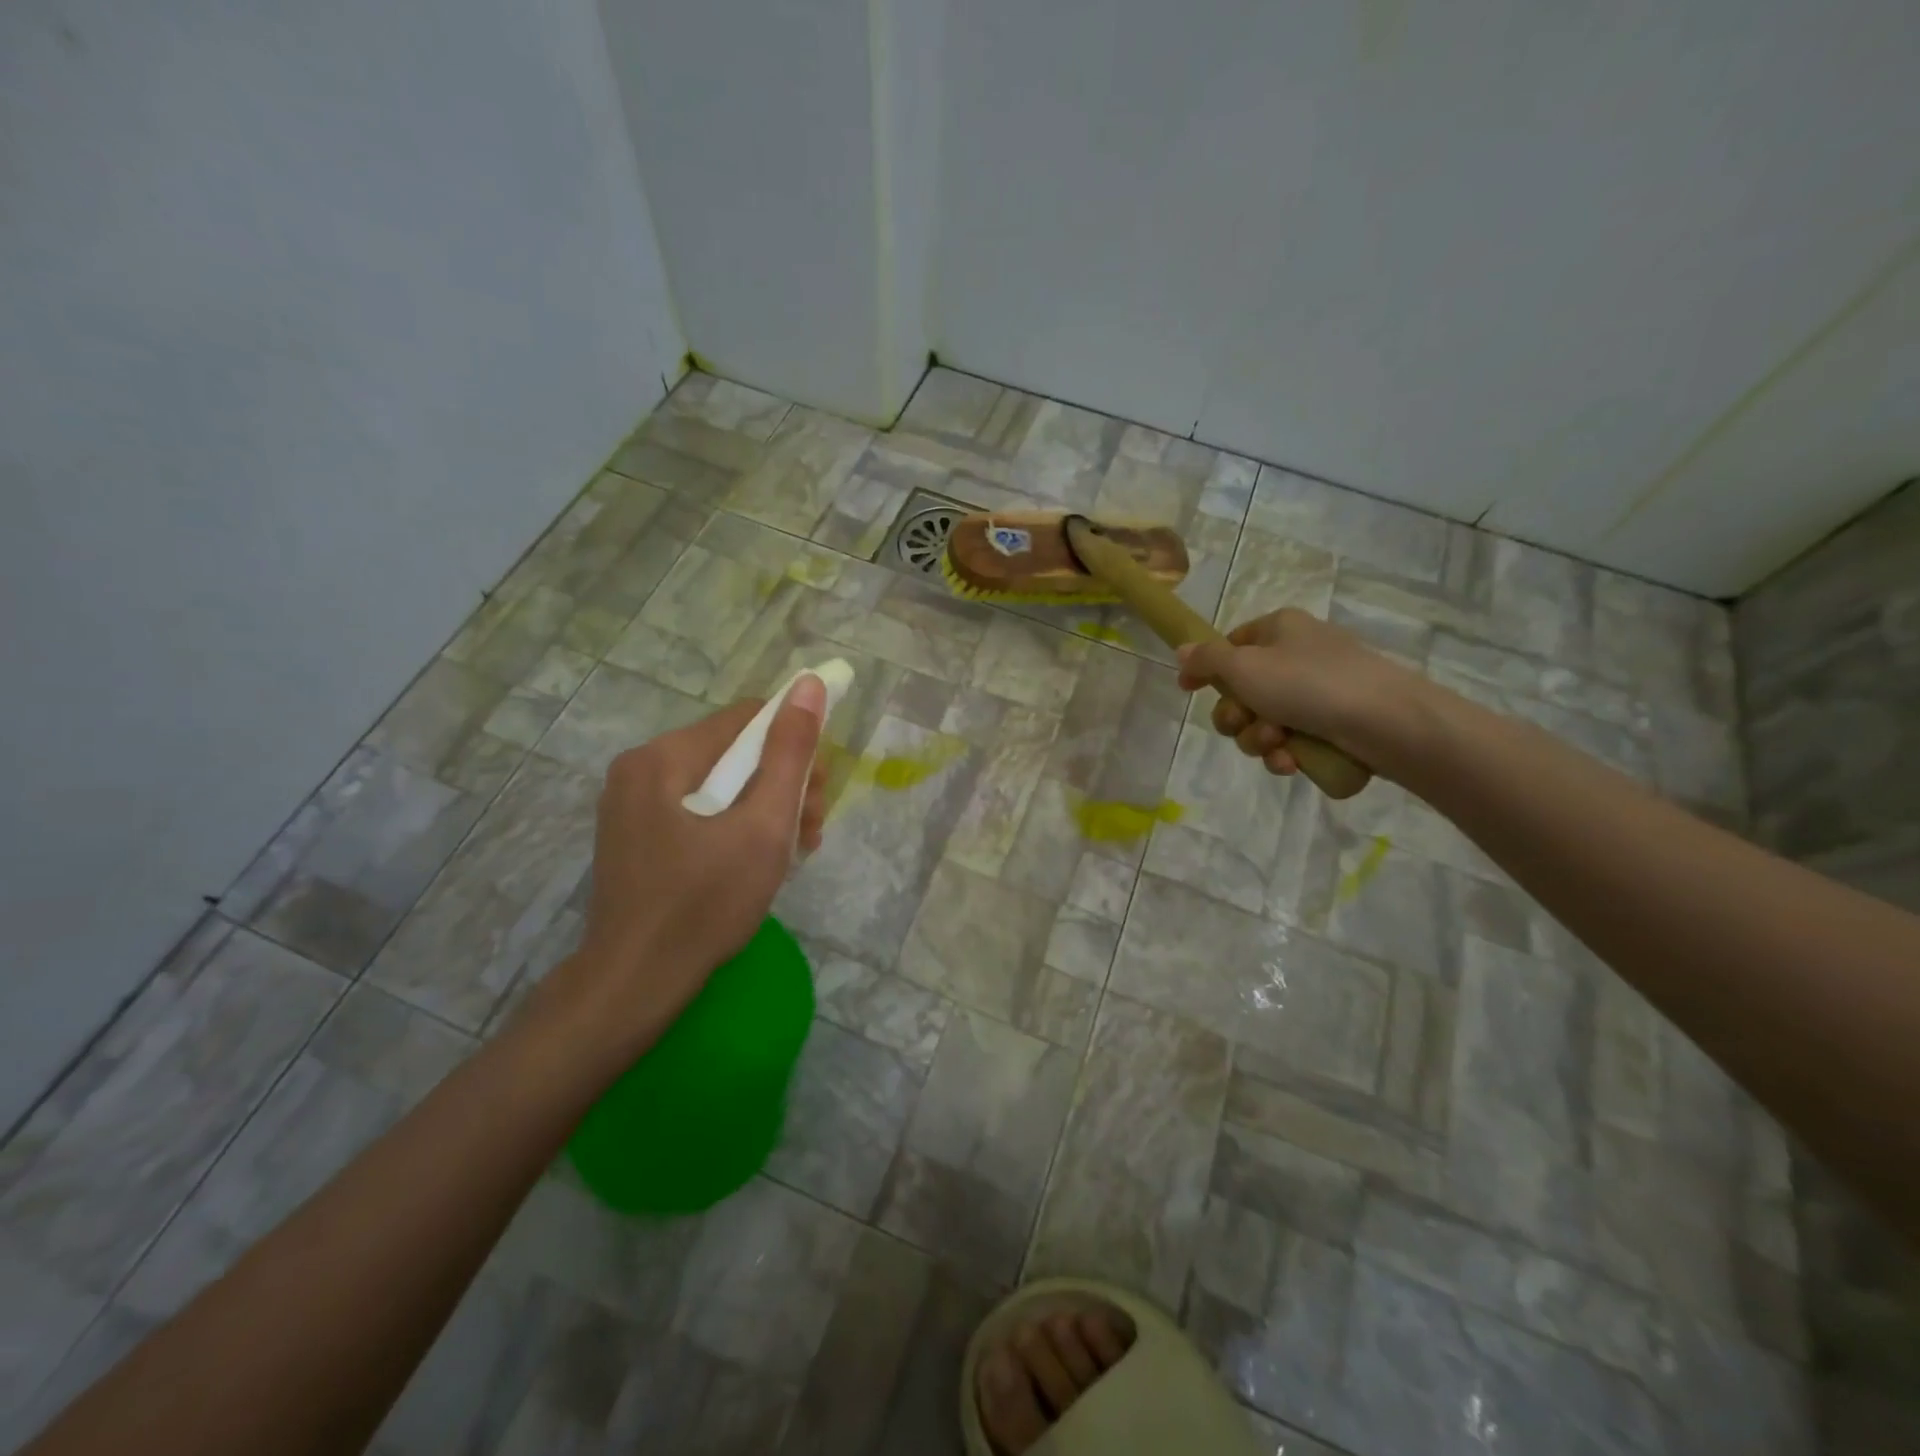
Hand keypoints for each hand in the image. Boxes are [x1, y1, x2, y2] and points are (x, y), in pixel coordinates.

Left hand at [527, 677, 829, 1064]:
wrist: (636, 984)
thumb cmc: (706, 904)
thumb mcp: (764, 827)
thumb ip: (790, 754)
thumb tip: (810, 685)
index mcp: (665, 756)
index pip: (748, 718)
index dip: (795, 745)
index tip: (818, 794)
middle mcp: (641, 767)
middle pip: (734, 752)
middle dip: (783, 784)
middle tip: (811, 831)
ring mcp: (632, 803)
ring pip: (719, 783)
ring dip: (764, 808)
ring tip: (793, 851)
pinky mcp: (635, 834)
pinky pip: (698, 809)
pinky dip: (734, 825)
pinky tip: (756, 859)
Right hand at [1176, 608, 1425, 776]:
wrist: (1386, 722)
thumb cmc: (1308, 684)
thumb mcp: (1245, 666)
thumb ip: (1207, 659)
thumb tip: (1182, 652)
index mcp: (1279, 630)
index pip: (1230, 645)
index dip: (1206, 669)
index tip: (1188, 690)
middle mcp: (1297, 655)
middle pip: (1242, 690)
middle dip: (1236, 715)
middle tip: (1244, 722)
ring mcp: (1318, 691)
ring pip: (1263, 721)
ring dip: (1259, 739)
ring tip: (1277, 745)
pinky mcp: (1334, 724)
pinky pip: (1292, 741)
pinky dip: (1285, 753)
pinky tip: (1292, 762)